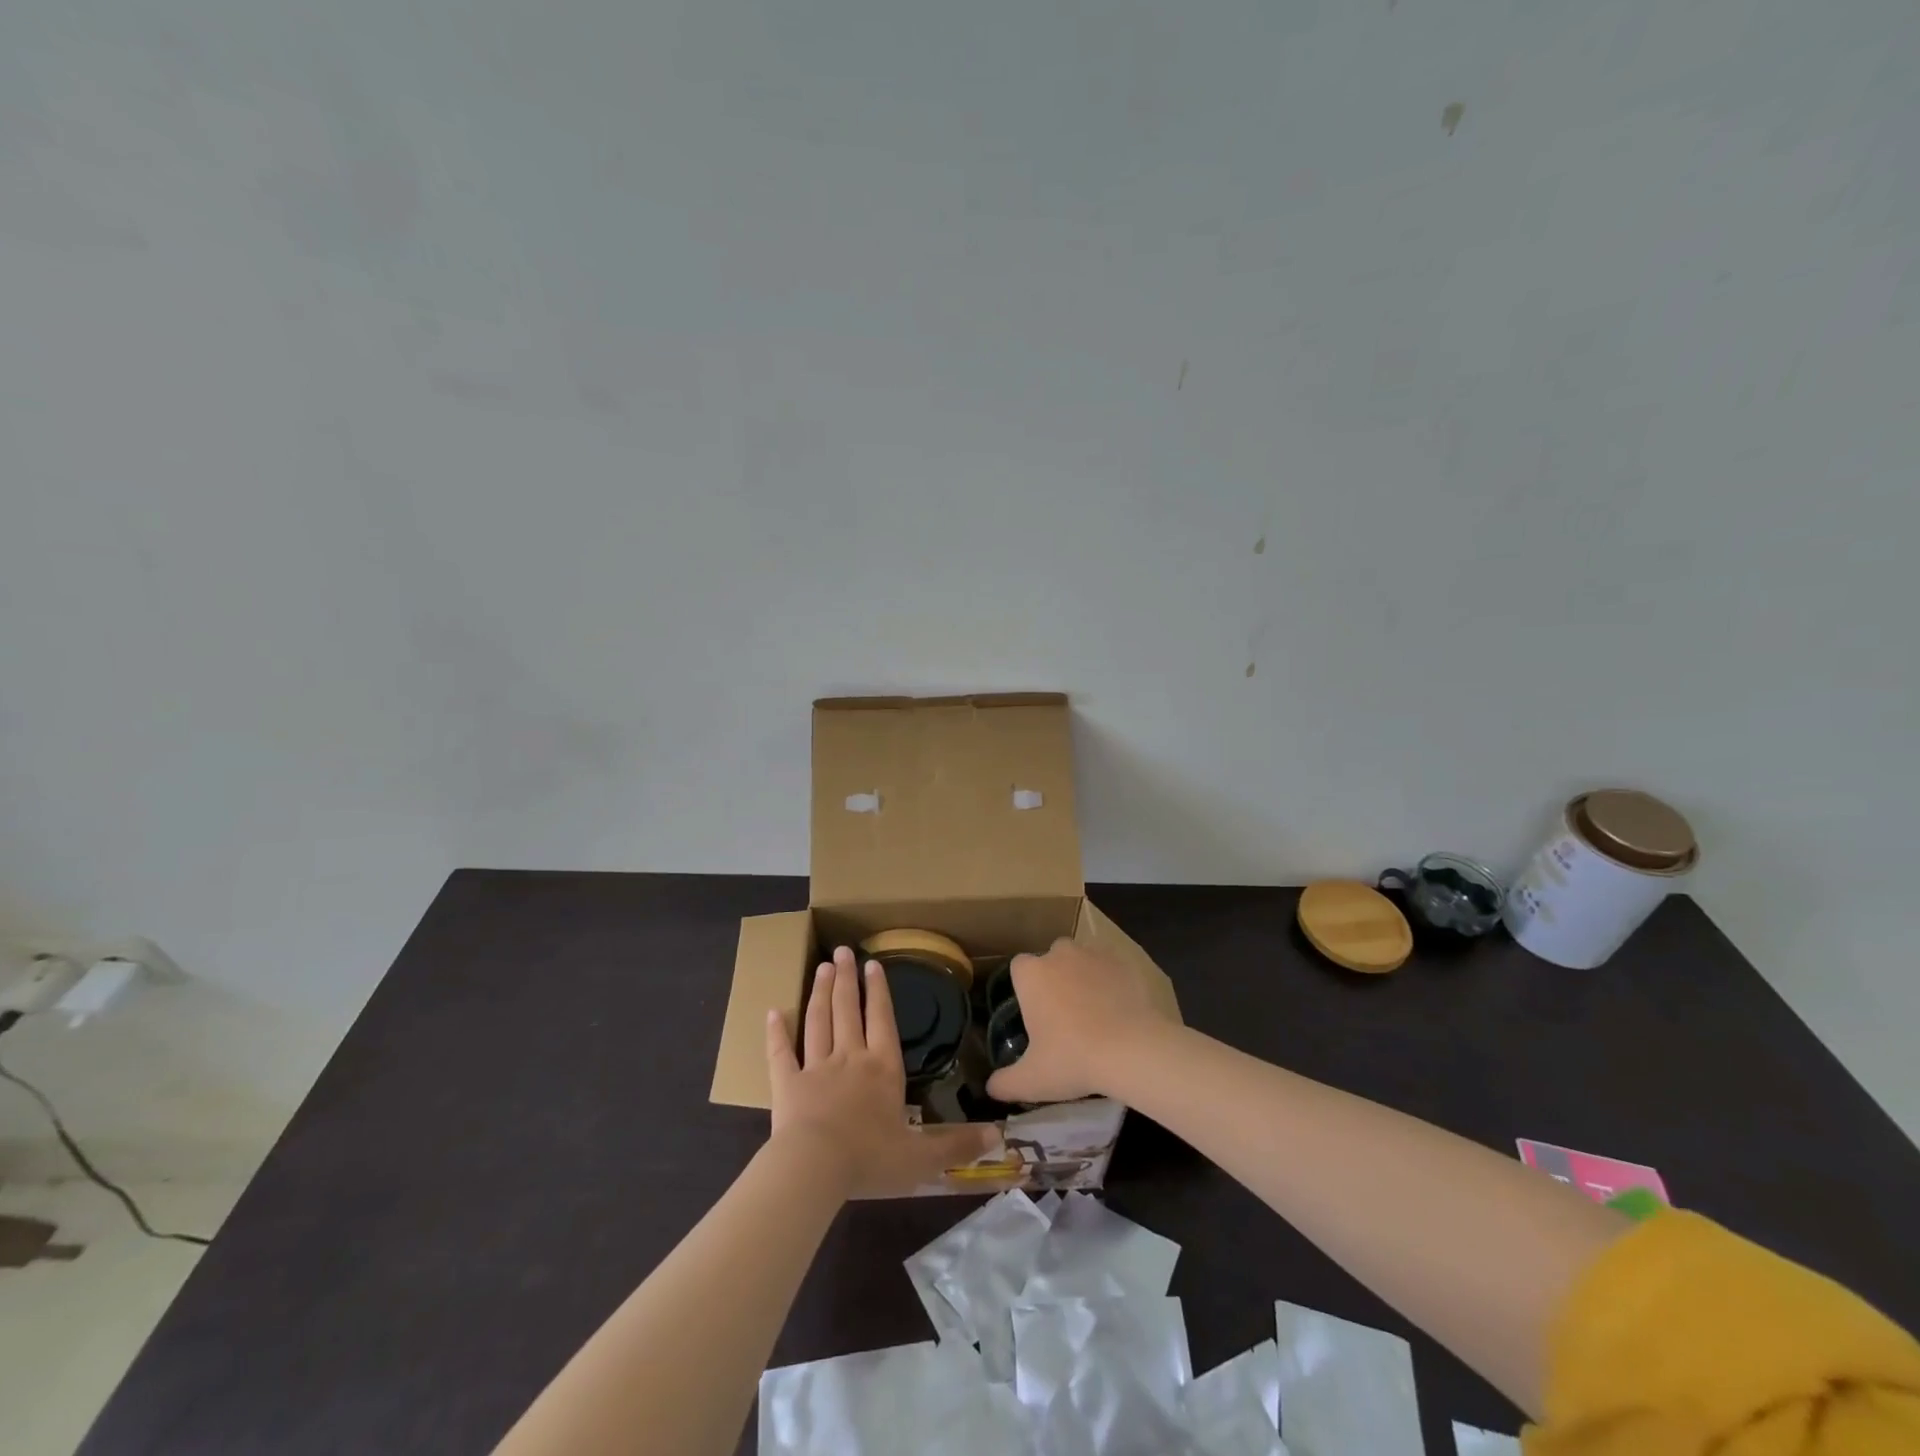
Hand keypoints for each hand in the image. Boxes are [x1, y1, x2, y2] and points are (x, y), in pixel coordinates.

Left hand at [765, 946, 997, 1198]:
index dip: (880, 993)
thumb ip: (956, 1145)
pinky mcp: (787, 1084)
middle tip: (843, 951)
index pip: (883, 1022)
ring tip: (823, 967)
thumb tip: (997, 1134)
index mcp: (883, 1070)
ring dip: (821, 993)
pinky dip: (776, 1032)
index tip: (873, 965)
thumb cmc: (870, 1160)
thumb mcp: (921, 1158)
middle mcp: (850, 1059)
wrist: (815, 1169)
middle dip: (848, 980)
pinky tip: (773, 1011)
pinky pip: (781, 1053)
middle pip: (848, 1011)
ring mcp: (816, 1068)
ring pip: (818, 1021)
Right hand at [984, 938, 1170, 1104]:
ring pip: (1082, 959)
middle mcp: (1060, 954)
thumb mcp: (1032, 1080)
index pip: (1019, 968)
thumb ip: (1004, 1083)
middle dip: (1055, 978)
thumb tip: (990, 1088)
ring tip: (1095, 1012)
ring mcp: (1094, 954)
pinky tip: (1120, 1009)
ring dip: (1084, 976)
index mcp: (1032, 974)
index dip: (1025, 987)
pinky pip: (1112, 967)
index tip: (1034, 1013)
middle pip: (1052, 959)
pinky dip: (1113, 982)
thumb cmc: (1073, 1059)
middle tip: (1065, 1015)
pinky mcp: (1124, 961)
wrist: (1133, 1049)